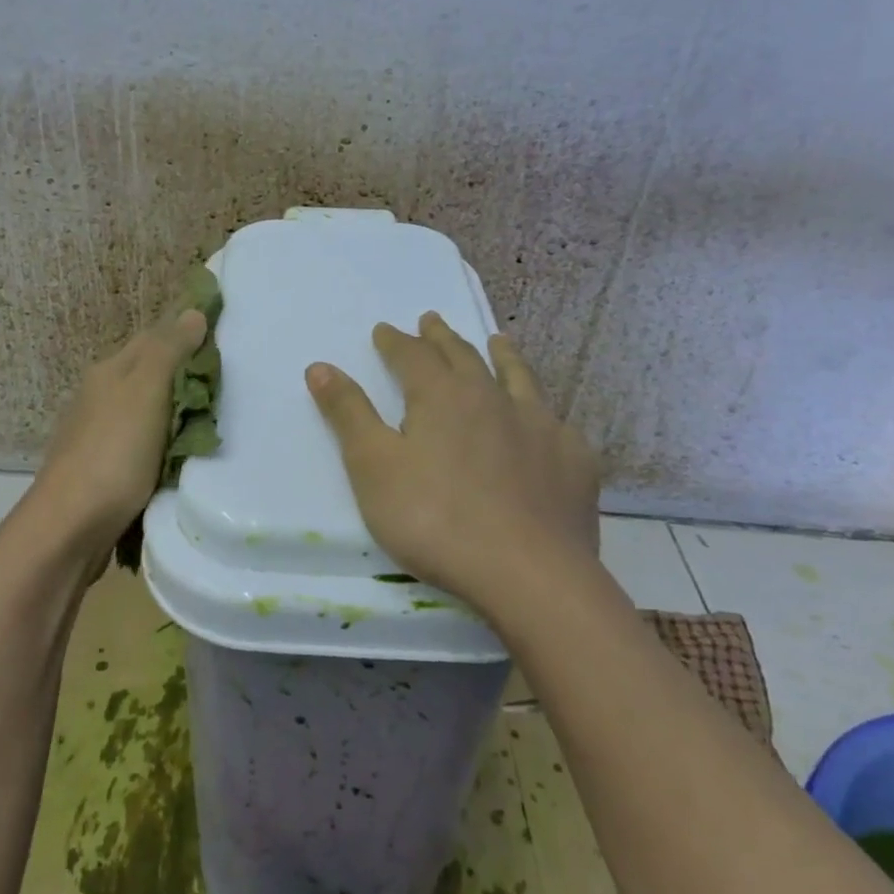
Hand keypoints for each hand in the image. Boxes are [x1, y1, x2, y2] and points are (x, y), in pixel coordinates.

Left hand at [27, 308, 208, 564]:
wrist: (70, 526)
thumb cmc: (113, 453)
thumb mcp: (146, 392)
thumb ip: (169, 351)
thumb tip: (192, 312)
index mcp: (110, 371)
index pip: (154, 337)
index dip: (187, 334)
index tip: (225, 339)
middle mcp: (101, 396)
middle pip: (151, 374)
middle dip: (186, 375)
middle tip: (230, 385)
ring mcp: (99, 434)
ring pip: (148, 411)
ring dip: (177, 412)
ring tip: (215, 420)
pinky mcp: (104, 469)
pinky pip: (143, 443)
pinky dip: (165, 443)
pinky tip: (183, 455)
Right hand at [306, 312, 601, 609]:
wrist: (528, 573)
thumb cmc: (434, 520)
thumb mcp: (374, 467)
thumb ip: (348, 414)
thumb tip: (320, 366)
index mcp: (442, 396)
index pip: (412, 355)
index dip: (395, 342)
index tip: (384, 329)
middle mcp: (493, 397)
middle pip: (463, 356)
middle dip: (441, 338)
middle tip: (431, 320)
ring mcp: (540, 425)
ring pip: (518, 378)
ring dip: (503, 356)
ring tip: (498, 340)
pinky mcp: (573, 460)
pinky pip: (556, 422)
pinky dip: (542, 411)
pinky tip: (544, 420)